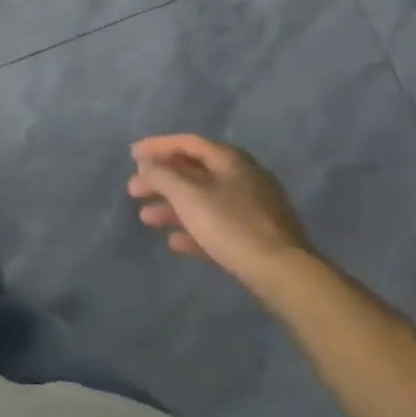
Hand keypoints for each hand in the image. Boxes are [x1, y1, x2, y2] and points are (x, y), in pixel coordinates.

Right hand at [128, 134, 315, 284]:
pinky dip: (193, 229)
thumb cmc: (232, 226)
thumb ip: (162, 176)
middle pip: (194, 172)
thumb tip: (147, 166)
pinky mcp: (256, 236)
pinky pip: (217, 225)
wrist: (283, 273)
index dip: (158, 146)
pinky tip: (175, 243)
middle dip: (161, 180)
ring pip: (203, 200)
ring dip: (172, 207)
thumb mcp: (188, 196)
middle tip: (133, 190)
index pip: (188, 143)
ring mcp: (252, 208)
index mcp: (231, 160)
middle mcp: (243, 177)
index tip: (132, 155)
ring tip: (146, 219)